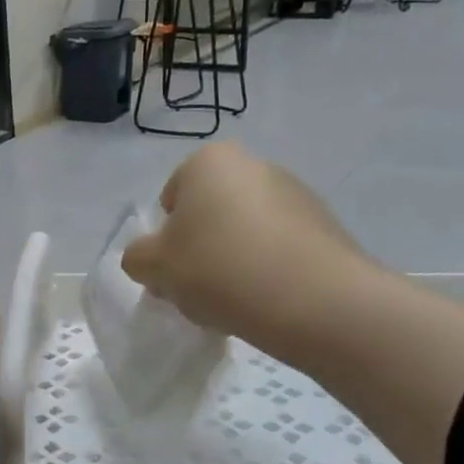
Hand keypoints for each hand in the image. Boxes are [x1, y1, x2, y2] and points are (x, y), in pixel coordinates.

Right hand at [121, 143, 373, 347]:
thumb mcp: (154, 267)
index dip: (166, 239)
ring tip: (235, 301)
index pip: (170, 198)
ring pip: (245, 232)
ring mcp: (296, 193)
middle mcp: (255, 165)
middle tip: (199, 289)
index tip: (174, 270)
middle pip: (210, 214)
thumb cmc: (219, 269)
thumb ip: (138, 257)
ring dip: (234, 261)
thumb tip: (152, 258)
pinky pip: (278, 249)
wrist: (313, 300)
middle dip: (201, 248)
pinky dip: (266, 270)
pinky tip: (266, 301)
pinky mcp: (325, 227)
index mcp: (210, 162)